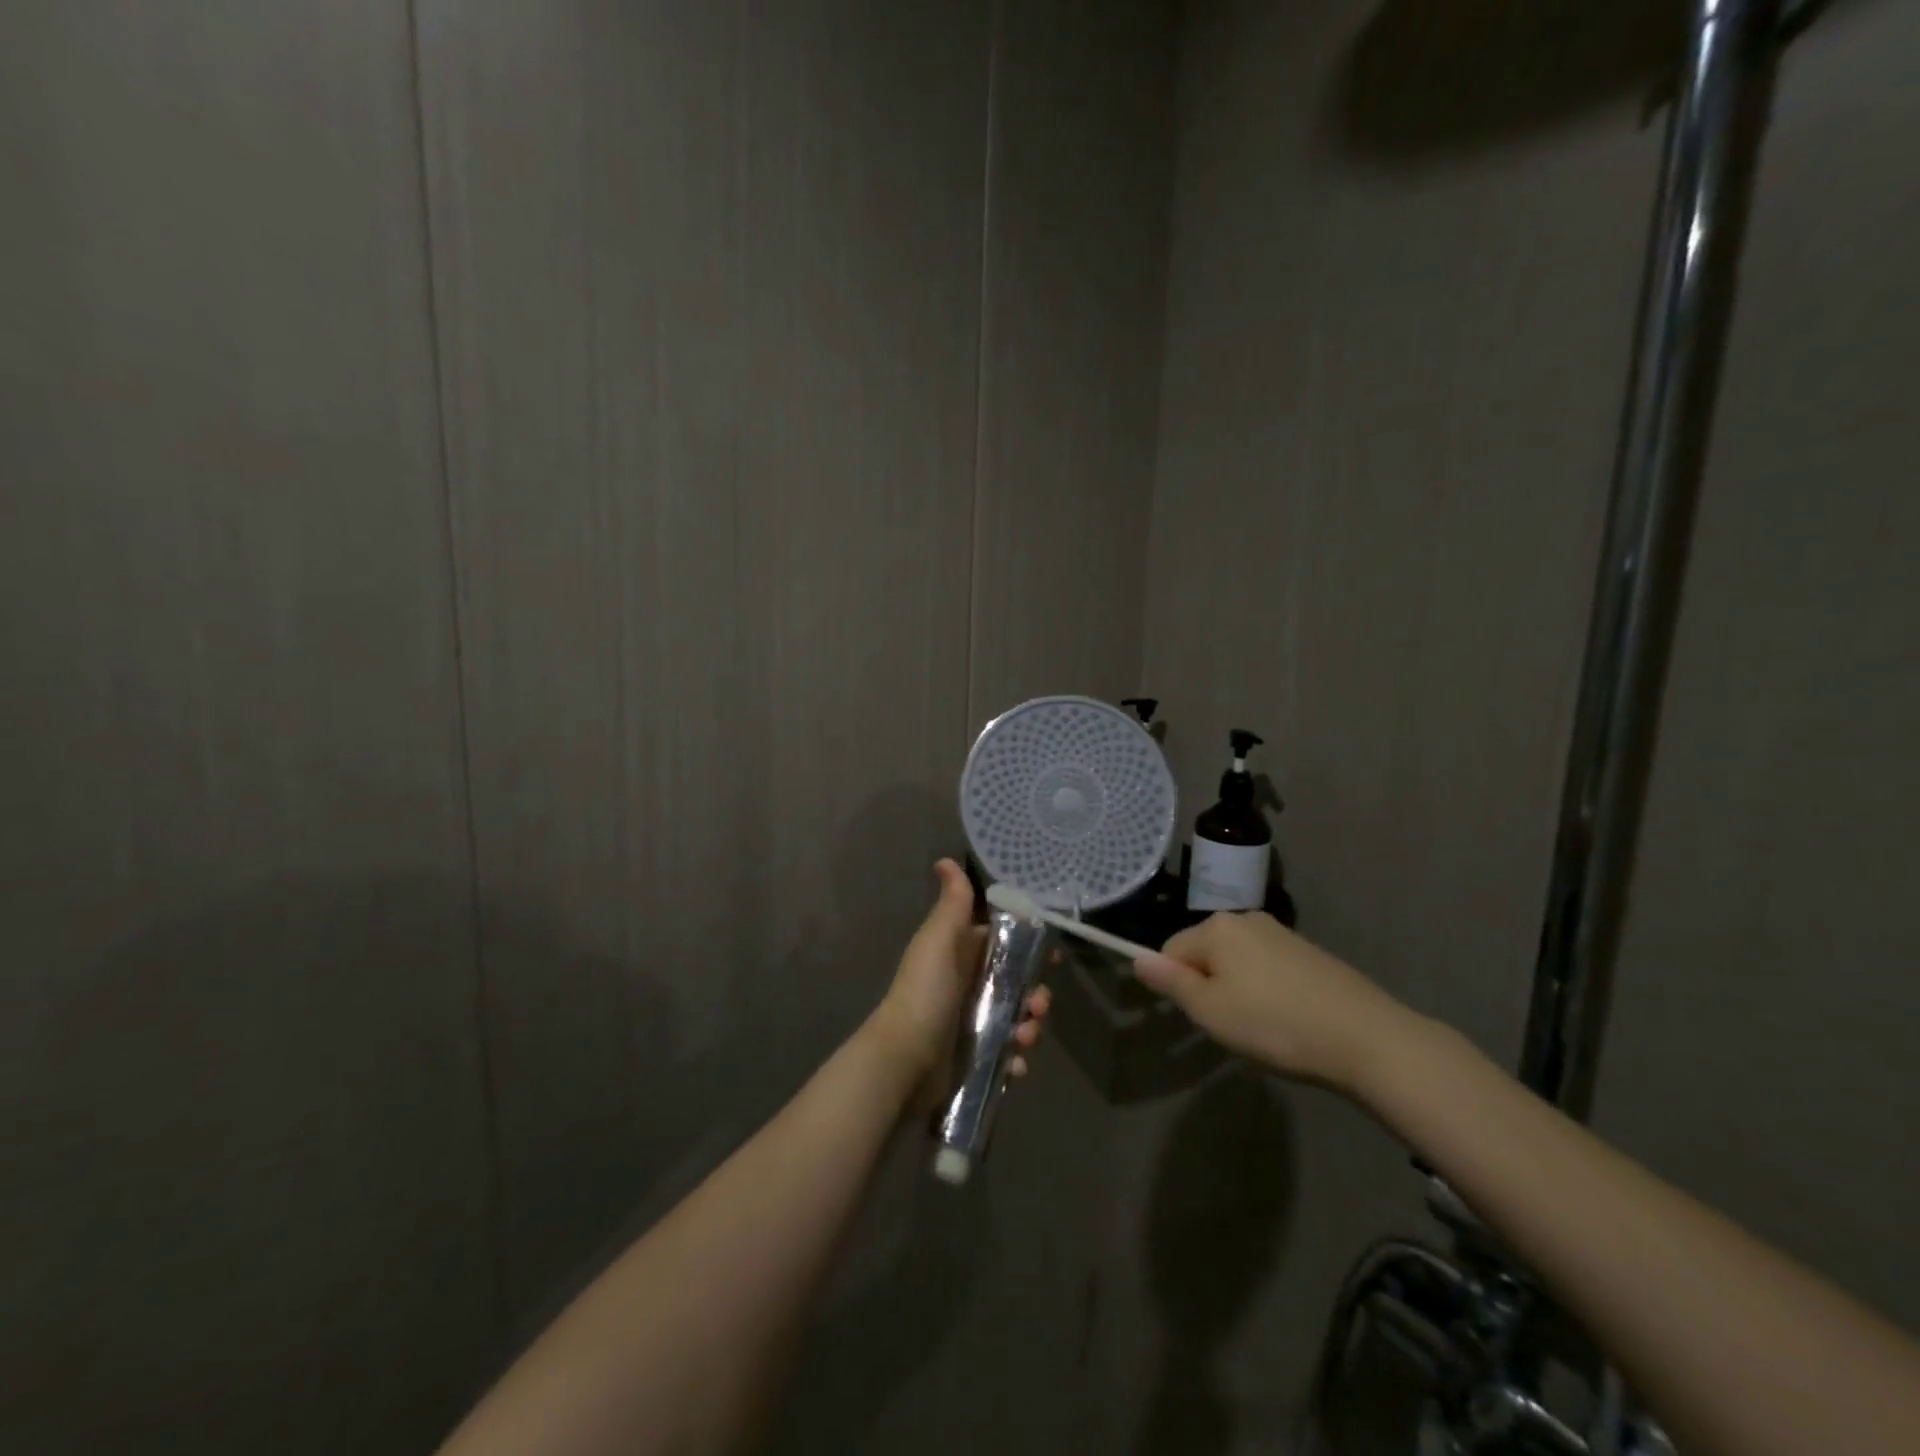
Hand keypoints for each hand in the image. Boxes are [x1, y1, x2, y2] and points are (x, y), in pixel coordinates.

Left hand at [867, 859, 1048, 1107]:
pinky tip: (1014, 1063)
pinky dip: (1015, 1060)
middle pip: (1017, 985)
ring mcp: (972, 1025)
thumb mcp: (939, 940)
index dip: (1029, 948)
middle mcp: (968, 987)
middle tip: (1038, 1004)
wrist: (904, 1058)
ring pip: (1017, 1021)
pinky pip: (1007, 1056)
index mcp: (961, 956)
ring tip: (1024, 1038)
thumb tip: (945, 859)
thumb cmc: (926, 992)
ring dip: (1030, 1028)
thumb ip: (953, 904)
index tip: (1053, 956)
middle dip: (1036, 995)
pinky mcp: (975, 1059)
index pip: (1003, 945)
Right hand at [1133, 912, 1416, 1092]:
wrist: (1366, 1038)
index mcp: (1217, 926)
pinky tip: (1288, 1020)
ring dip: (1239, 990)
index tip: (1202, 1018)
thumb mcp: (1210, 1010)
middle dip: (1209, 986)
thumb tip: (1136, 957)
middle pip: (1206, 952)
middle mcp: (1246, 918)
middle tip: (1231, 1026)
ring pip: (1238, 962)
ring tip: (1262, 1028)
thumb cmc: (1274, 1024)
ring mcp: (1281, 933)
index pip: (1171, 950)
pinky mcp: (1309, 953)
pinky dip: (1268, 992)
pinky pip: (1269, 969)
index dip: (1177, 986)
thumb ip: (1170, 981)